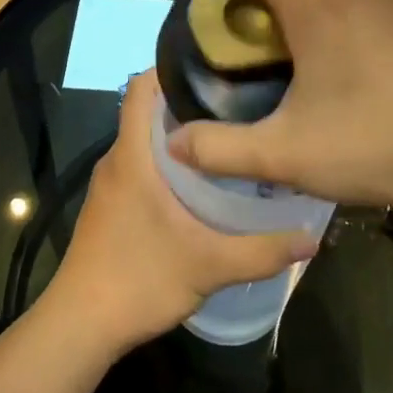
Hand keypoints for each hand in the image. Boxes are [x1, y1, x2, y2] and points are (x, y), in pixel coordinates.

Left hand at [50, 72, 318, 354]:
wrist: (81, 326)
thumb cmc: (139, 280)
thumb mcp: (209, 265)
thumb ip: (262, 250)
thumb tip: (312, 238)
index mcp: (132, 156)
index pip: (139, 87)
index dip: (171, 67)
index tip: (216, 67)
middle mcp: (117, 160)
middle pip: (148, 110)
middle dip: (190, 101)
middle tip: (240, 103)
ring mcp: (110, 184)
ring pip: (145, 140)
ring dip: (181, 134)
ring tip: (230, 138)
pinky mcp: (111, 205)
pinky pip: (141, 164)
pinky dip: (169, 161)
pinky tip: (203, 183)